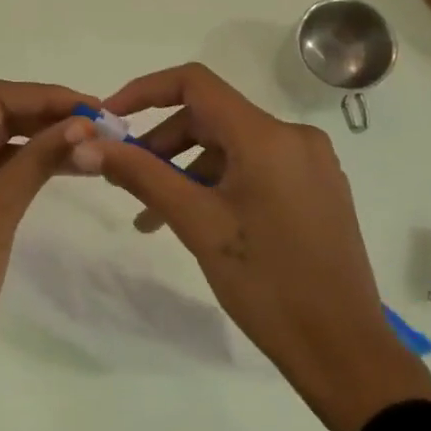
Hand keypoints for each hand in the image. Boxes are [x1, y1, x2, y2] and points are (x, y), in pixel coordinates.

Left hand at [0, 81, 95, 390]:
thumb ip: (39, 158)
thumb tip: (84, 122)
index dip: (44, 97)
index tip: (91, 108)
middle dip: (48, 115)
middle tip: (101, 124)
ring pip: (4, 143)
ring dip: (46, 138)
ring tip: (96, 143)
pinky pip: (4, 170)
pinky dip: (36, 164)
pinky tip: (72, 166)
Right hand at [71, 63, 430, 430]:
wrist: (342, 348)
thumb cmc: (265, 282)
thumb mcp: (197, 224)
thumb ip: (142, 175)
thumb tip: (88, 145)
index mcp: (267, 136)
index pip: (195, 83)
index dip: (145, 91)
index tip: (110, 119)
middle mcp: (294, 137)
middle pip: (212, 118)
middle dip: (163, 144)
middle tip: (127, 182)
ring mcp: (311, 163)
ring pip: (233, 148)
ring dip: (188, 171)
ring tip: (153, 217)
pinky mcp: (318, 189)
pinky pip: (257, 169)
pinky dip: (220, 184)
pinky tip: (198, 222)